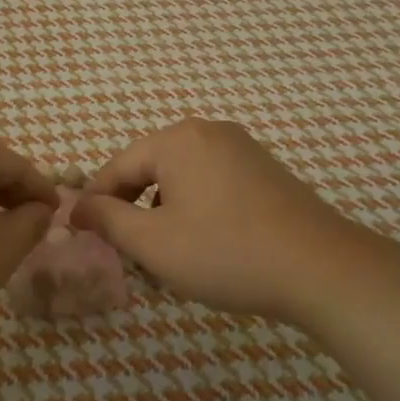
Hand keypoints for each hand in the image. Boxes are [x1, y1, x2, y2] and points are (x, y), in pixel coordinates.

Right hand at [72, 119, 399, 329]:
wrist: (322, 268)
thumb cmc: (226, 252)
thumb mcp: (154, 242)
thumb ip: (108, 220)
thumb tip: (78, 206)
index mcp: (177, 140)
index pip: (118, 166)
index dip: (96, 202)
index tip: (82, 234)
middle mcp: (208, 132)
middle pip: (151, 168)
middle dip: (133, 209)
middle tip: (126, 251)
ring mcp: (242, 149)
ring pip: (182, 177)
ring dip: (164, 212)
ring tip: (166, 254)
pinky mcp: (265, 170)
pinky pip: (213, 183)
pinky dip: (196, 209)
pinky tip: (205, 244)